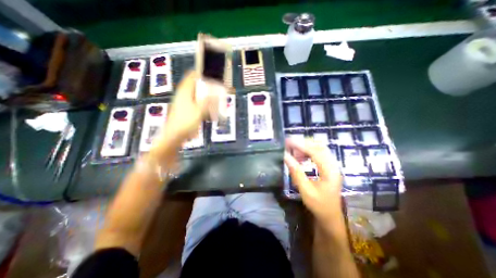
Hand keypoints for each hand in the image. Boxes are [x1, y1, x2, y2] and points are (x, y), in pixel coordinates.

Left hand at [151, 72, 218, 150]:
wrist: (174, 136)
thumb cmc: (186, 122)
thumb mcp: (199, 111)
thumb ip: (207, 100)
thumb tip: (214, 90)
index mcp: (185, 91)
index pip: (192, 75)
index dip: (202, 73)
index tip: (213, 75)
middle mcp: (183, 94)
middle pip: (195, 84)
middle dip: (206, 85)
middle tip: (216, 88)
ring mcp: (183, 101)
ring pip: (195, 93)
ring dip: (205, 94)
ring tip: (214, 98)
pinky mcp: (184, 108)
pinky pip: (195, 101)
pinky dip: (202, 102)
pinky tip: (208, 108)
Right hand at [285, 138, 343, 224]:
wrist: (330, 216)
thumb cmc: (318, 205)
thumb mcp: (305, 190)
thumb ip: (296, 172)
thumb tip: (285, 156)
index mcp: (330, 172)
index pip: (315, 152)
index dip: (301, 145)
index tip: (288, 141)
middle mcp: (333, 165)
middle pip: (319, 146)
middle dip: (303, 143)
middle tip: (289, 144)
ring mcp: (332, 165)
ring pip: (319, 148)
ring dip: (305, 147)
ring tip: (293, 152)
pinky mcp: (329, 167)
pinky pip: (319, 154)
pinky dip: (308, 152)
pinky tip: (300, 157)